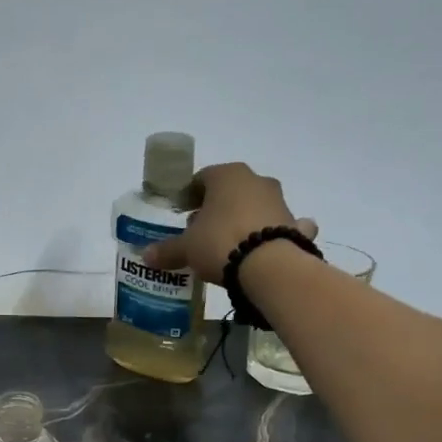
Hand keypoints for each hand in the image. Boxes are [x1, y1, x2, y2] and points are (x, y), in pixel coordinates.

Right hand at [141, 162, 317, 283]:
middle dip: (215, 208)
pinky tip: (265, 248)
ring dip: (242, 218)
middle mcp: (256, 180)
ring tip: (228, 243)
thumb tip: (145, 256)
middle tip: (201, 230)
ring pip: (255, 206)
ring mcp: (279, 201)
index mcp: (226, 175)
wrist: (269, 266)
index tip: (181, 212)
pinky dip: (273, 232)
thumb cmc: (220, 242)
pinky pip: (280, 225)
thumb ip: (168, 250)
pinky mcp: (295, 224)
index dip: (189, 195)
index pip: (202, 178)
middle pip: (230, 191)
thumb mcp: (187, 248)